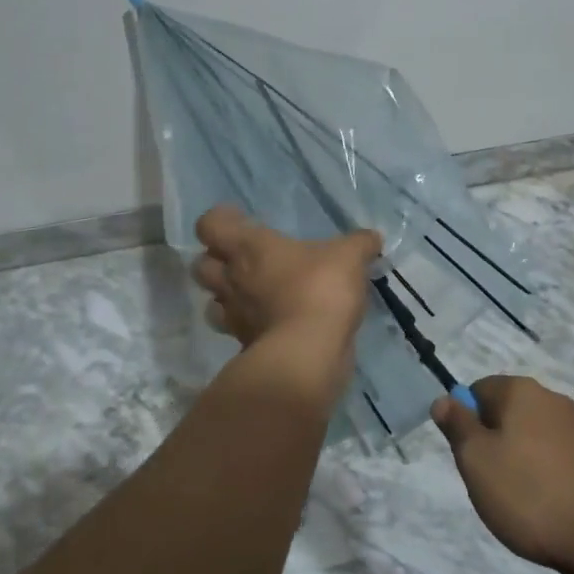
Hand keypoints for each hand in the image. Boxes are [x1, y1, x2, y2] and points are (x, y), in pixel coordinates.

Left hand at [192, 205, 381, 348]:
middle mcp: (232, 279)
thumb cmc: (320, 289)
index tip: (241, 219)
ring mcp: (235, 316)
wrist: (307, 354)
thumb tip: (373, 237)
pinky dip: (250, 326)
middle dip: (216, 261)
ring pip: (212, 301)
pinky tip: (273, 323)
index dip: (220, 220)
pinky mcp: (245, 346)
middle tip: (243, 259)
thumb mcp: (349, 257)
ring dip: (226, 296)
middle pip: (201, 265)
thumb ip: (360, 244)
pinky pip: (238, 331)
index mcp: (248, 247)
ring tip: (252, 294)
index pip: (210, 225)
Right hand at [432, 375, 573, 573]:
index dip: (466, 422)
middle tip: (489, 483)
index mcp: (521, 391)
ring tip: (519, 503)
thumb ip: (457, 426)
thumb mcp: (476, 460)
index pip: (478, 390)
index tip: (469, 457)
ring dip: (519, 464)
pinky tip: (546, 511)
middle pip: (506, 414)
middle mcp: (552, 399)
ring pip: (531, 439)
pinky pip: (556, 461)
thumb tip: (444, 399)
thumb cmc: (530, 494)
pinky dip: (545, 479)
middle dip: (493, 445)